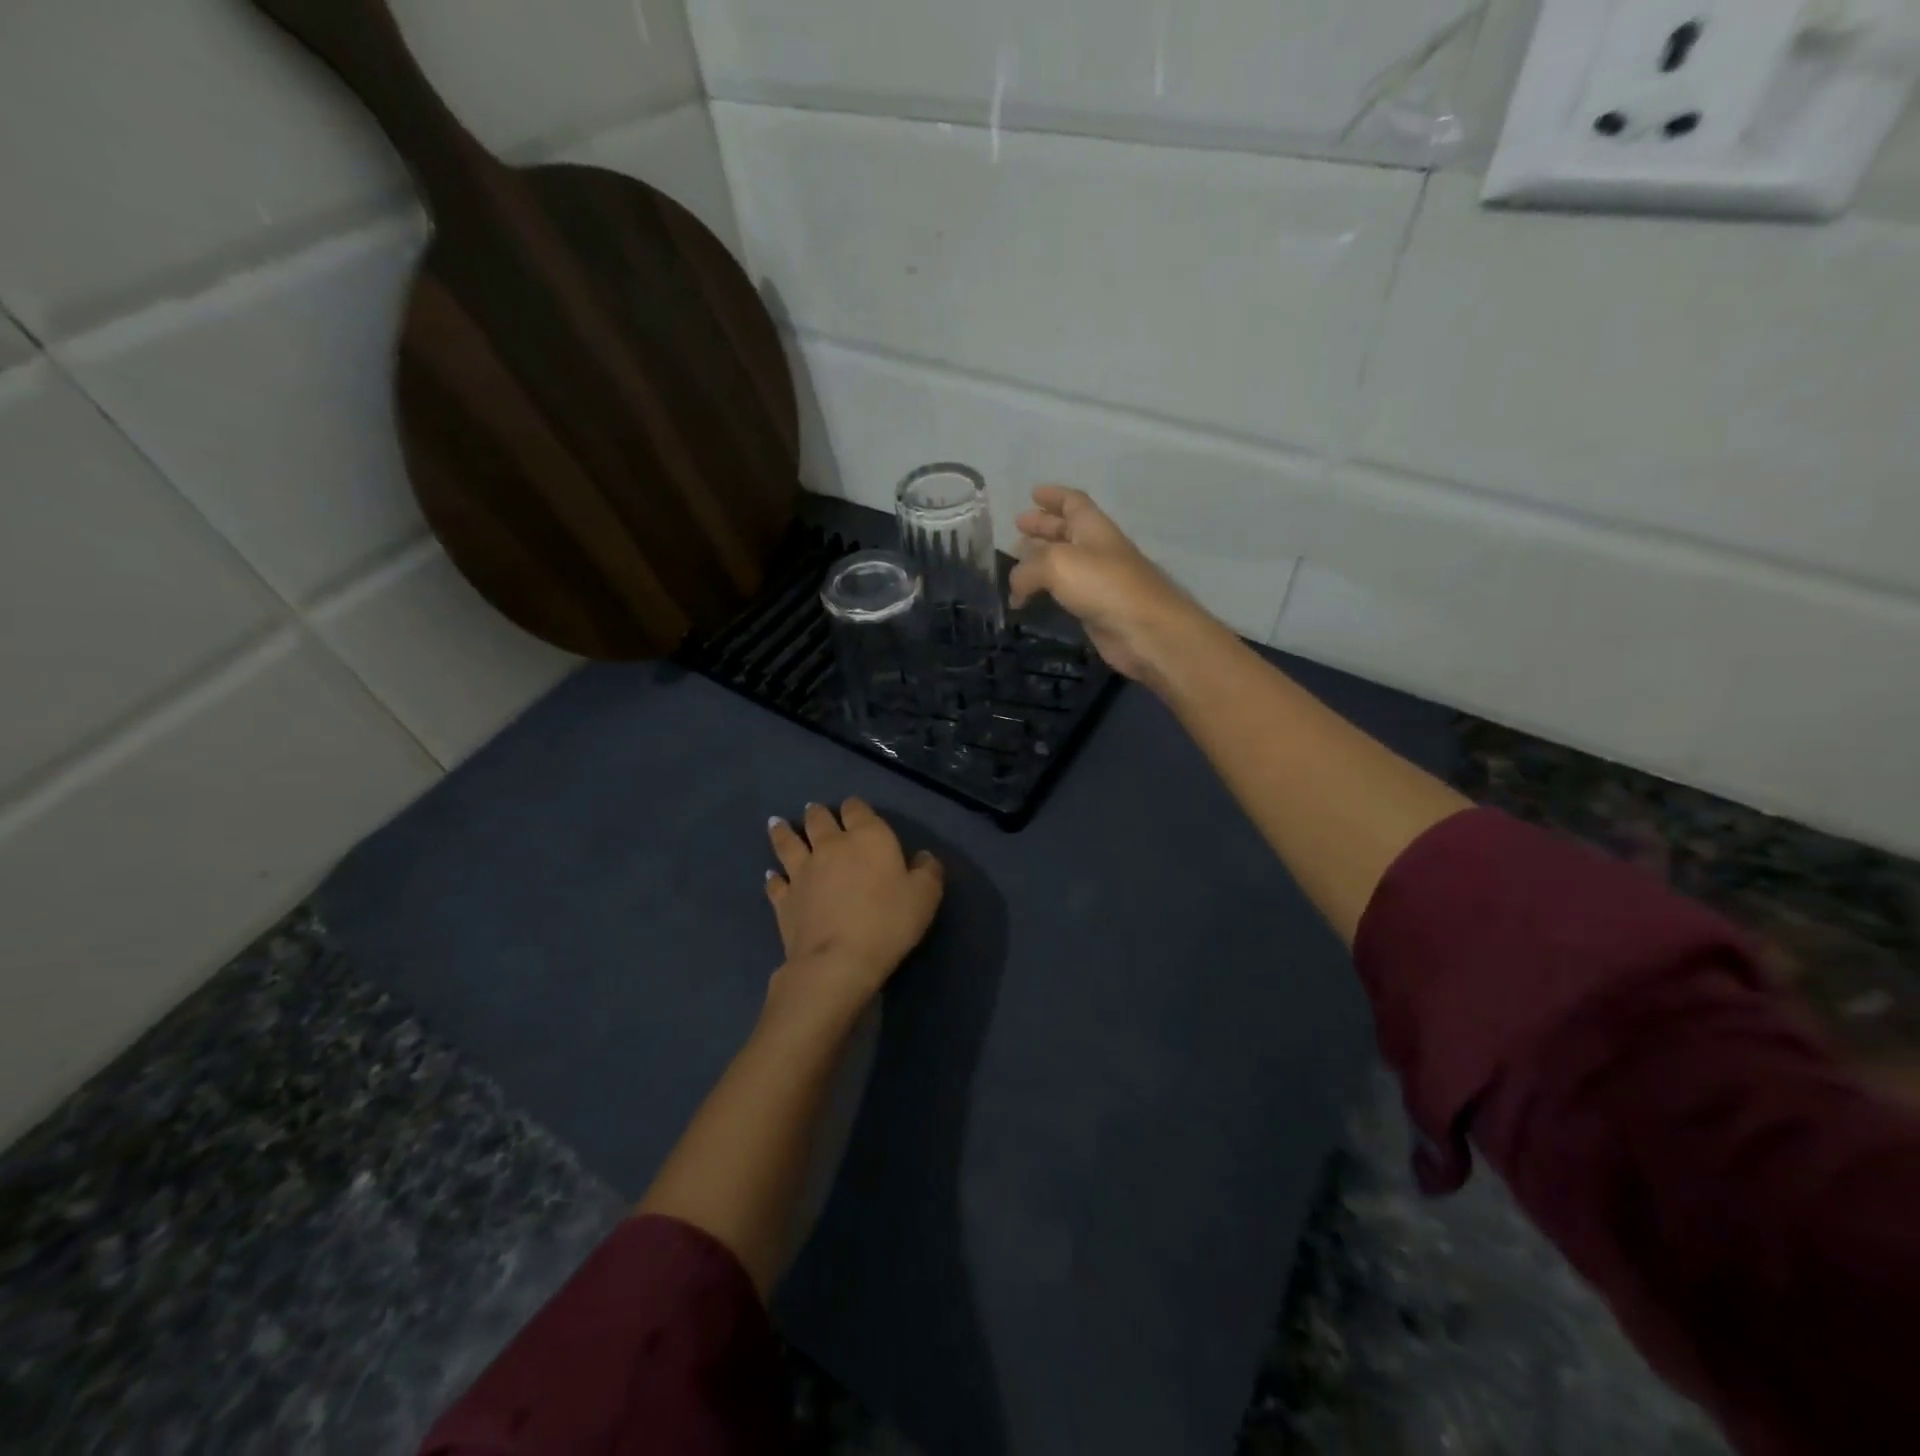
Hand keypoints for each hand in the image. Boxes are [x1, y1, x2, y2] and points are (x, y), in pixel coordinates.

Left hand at [763, 799, 943, 1024]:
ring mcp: (802, 871)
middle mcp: (831, 845)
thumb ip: (928, 871)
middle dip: (818, 813)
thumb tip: (923, 857)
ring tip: (777, 823)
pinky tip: (771, 875)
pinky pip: (775, 883)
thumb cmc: (887, 922)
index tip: (853, 808)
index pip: (857, 809)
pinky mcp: (784, 899)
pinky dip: (773, 877)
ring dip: (784, 832)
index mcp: (867, 837)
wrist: (837, 961)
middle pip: (819, 820)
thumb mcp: (925, 896)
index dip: (855, 807)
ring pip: (788, 843)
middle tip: (814, 809)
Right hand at [1009, 485, 1221, 686]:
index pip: (1073, 502)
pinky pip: (1063, 592)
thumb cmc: (1103, 584)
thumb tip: (1015, 589)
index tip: (1032, 493)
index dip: (1053, 496)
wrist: (1144, 630)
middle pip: (1067, 532)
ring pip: (1063, 564)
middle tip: (1017, 530)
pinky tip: (1028, 598)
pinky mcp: (1094, 608)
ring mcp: (1097, 581)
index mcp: (1093, 528)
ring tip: (1016, 564)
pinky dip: (1044, 590)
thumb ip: (1027, 570)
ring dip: (1040, 561)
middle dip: (1043, 527)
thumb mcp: (1056, 564)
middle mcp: (1096, 550)